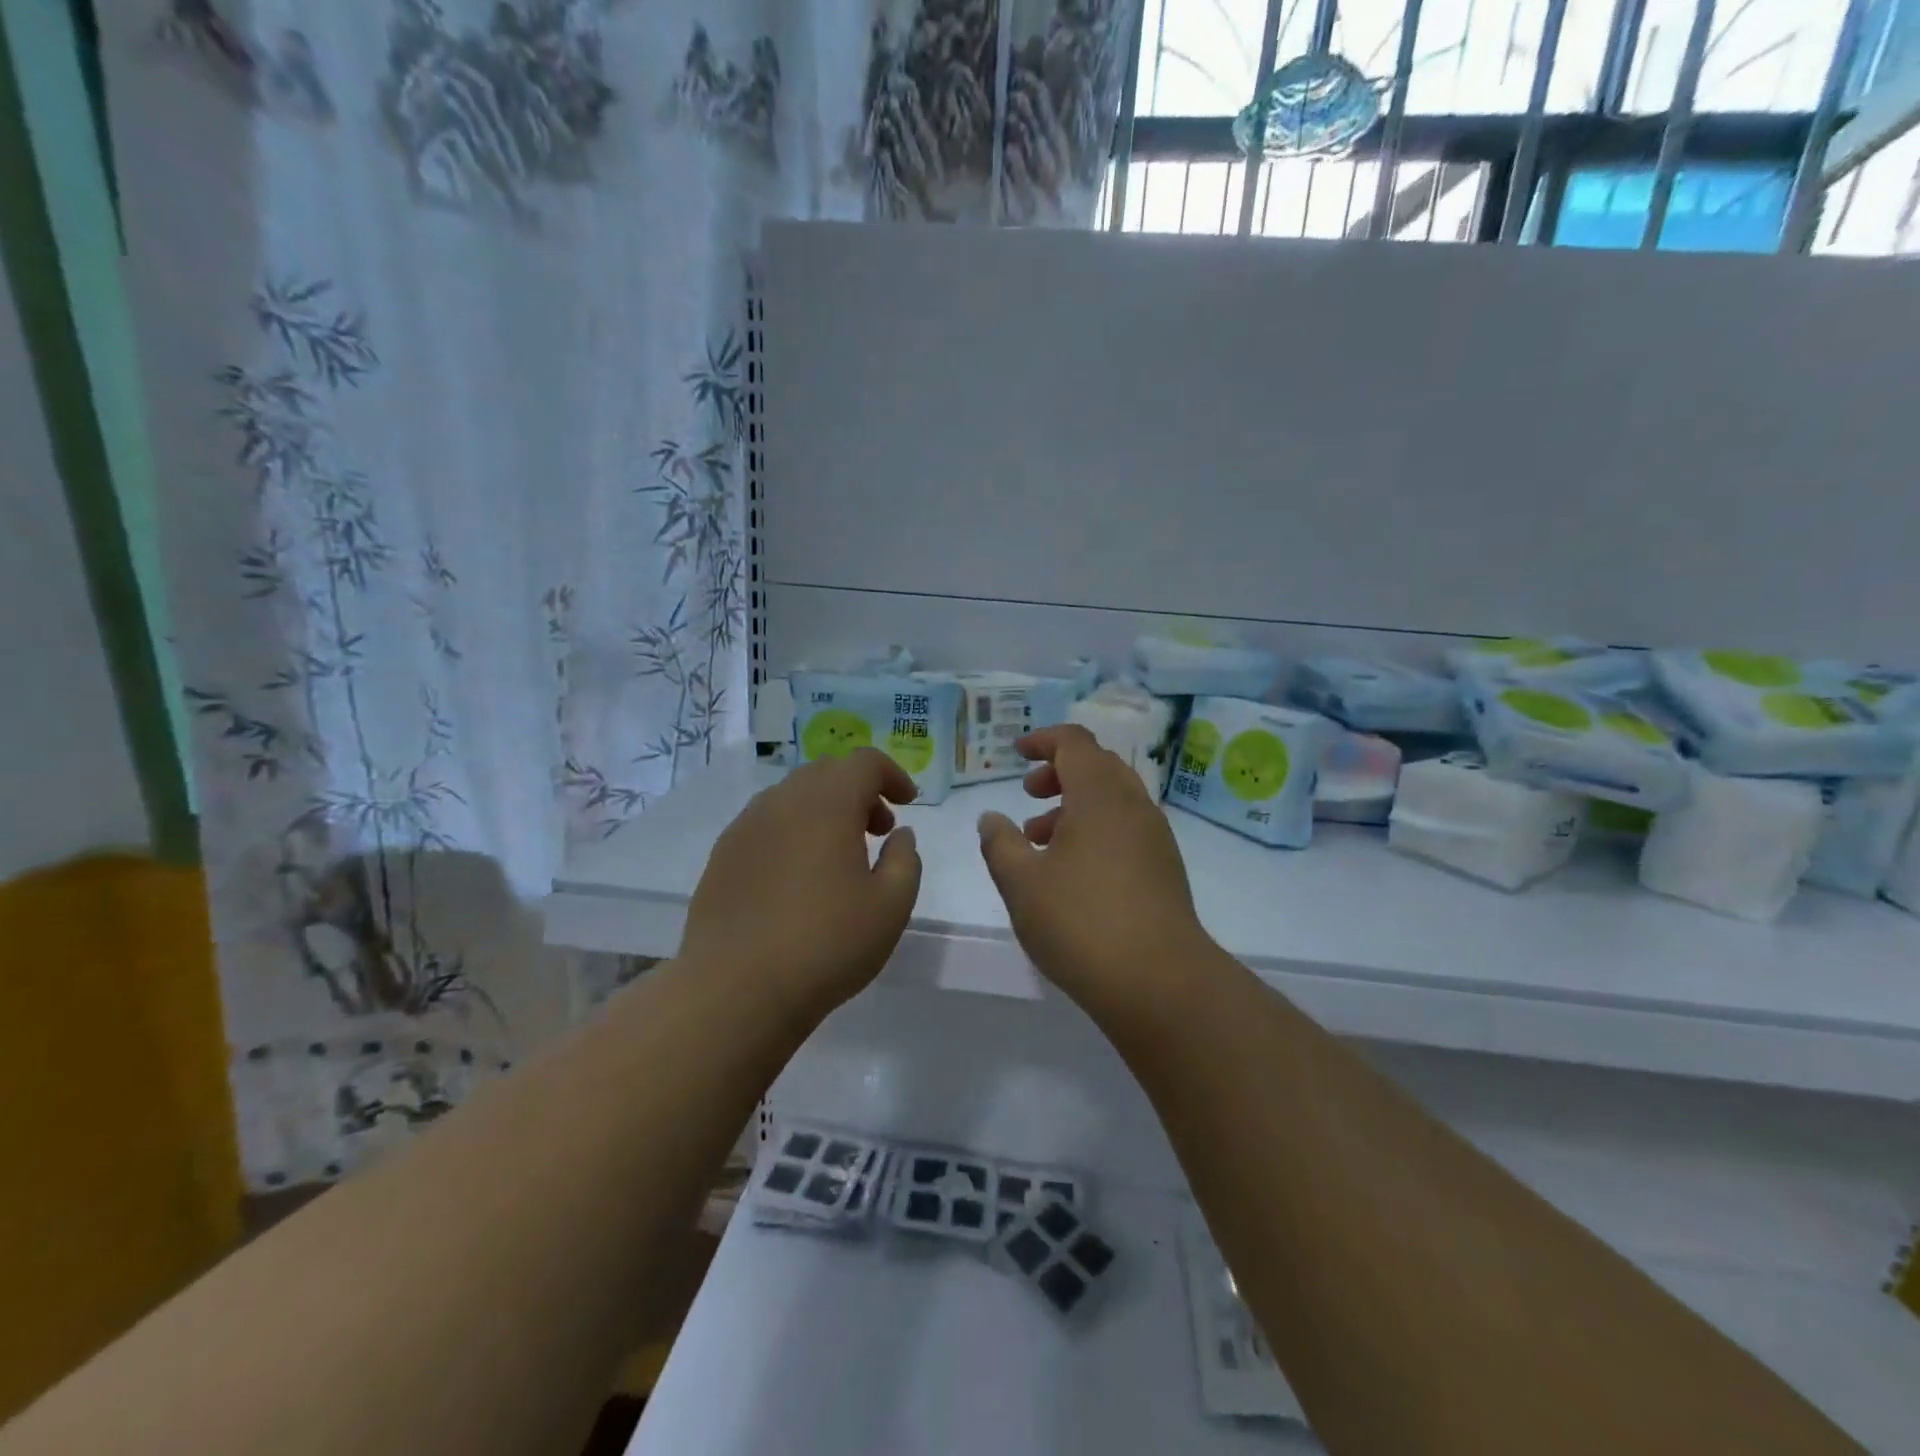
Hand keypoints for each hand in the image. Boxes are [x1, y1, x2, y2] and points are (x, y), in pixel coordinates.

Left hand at [681, 748, 922, 1023]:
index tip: (907, 804)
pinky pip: (766, 823)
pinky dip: (792, 830)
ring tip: (838, 855)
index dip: (892, 775)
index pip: (865, 762)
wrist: (736, 989)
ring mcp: (746, 826)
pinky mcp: (722, 854)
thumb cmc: (826, 944)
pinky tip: (796, 876)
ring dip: (824, 809)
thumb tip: (899, 835)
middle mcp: (783, 801)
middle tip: (877, 830)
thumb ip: (904, 860)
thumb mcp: (890, 906)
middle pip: (827, 773)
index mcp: (827, 803)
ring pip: (793, 796)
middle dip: (859, 791)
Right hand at [977, 724, 1211, 1007]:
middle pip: (1097, 765)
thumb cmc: (1081, 922)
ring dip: (1075, 804)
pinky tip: (1072, 870)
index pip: (1074, 743)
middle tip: (1028, 794)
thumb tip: (991, 818)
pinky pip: (1125, 827)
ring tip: (1039, 840)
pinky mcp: (1165, 868)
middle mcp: (1133, 805)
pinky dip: (1095, 829)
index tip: (1017, 754)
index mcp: (1100, 795)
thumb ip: (1000, 843)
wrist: (1160, 982)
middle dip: (1059, 772)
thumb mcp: (1021, 882)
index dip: (1043, 740)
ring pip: (1112, 799)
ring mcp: (1155, 837)